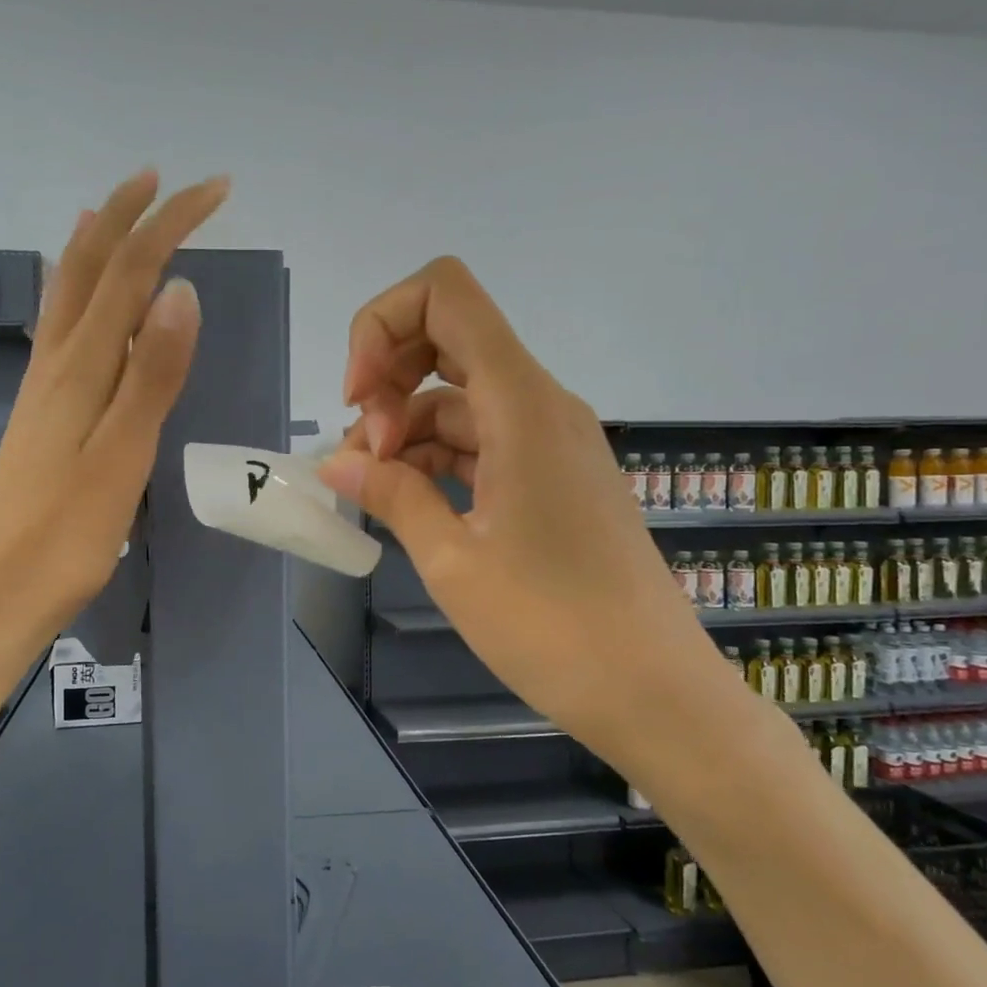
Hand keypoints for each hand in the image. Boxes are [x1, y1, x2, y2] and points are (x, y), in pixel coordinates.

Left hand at [0, 169, 228, 659]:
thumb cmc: (67, 534)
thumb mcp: (121, 454)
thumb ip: (150, 374)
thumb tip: (179, 289)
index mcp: (79, 368)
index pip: (129, 272)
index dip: (170, 223)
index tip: (216, 190)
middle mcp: (55, 363)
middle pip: (88, 267)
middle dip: (129, 217)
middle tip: (167, 181)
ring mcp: (41, 387)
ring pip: (67, 293)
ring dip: (96, 244)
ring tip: (117, 212)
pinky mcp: (40, 414)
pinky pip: (60, 329)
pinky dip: (78, 292)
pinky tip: (83, 302)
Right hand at [317, 258, 740, 770]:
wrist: (651, 691)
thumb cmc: (550, 626)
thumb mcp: (451, 559)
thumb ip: (391, 494)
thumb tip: (335, 461)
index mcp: (521, 403)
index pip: (445, 295)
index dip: (382, 327)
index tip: (357, 401)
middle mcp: (541, 403)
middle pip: (448, 339)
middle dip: (388, 379)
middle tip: (362, 456)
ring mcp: (551, 440)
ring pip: (460, 398)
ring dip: (407, 428)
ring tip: (373, 490)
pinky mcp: (553, 476)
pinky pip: (482, 440)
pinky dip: (437, 457)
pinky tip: (407, 499)